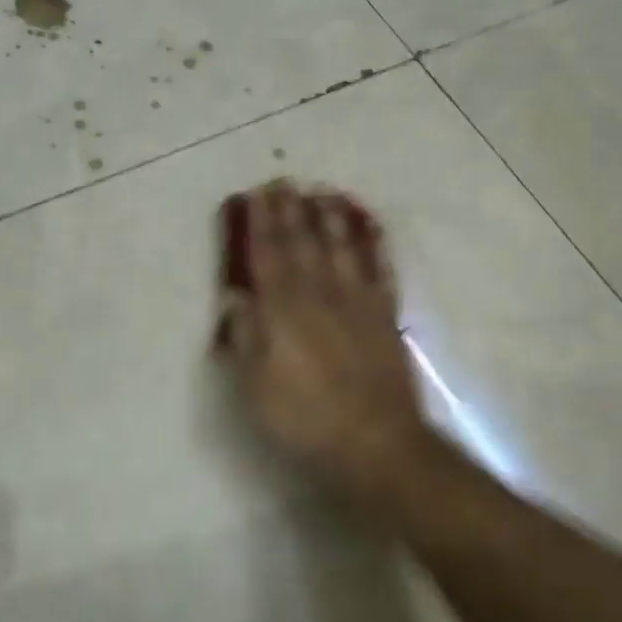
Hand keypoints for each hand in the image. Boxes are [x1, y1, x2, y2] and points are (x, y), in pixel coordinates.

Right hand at [216, 181, 438, 511]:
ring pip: (342, 248)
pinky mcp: (384, 315)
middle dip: (292, 211)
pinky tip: (370, 230)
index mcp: (283, 309)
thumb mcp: (255, 386)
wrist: (374, 440)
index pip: (268, 255)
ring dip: (331, 218)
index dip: (261, 224)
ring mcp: (356, 301)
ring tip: (323, 193)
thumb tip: (237, 298)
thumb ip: (245, 337)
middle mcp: (319, 294)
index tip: (257, 196)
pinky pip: (380, 270)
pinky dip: (374, 246)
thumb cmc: (304, 417)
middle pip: (303, 243)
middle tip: (286, 181)